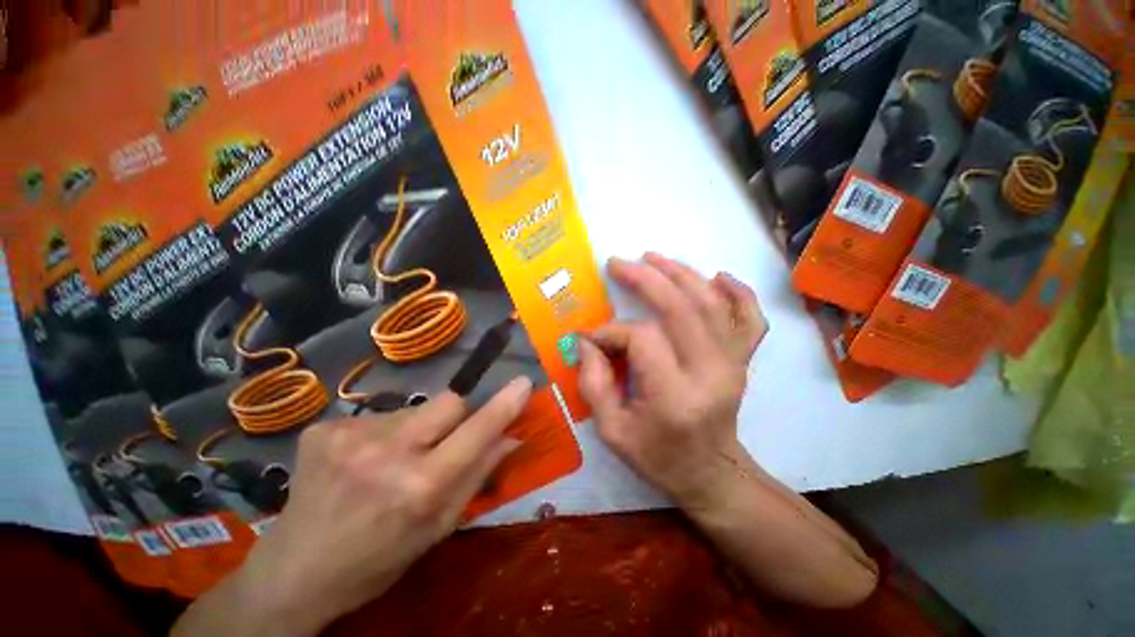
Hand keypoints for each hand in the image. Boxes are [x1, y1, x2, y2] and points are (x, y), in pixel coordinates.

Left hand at [173, 379, 531, 636]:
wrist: (292, 573)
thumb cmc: (377, 560)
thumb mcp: (437, 529)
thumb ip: (478, 476)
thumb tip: (511, 437)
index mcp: (418, 487)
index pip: (476, 432)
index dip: (503, 406)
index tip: (523, 383)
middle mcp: (386, 453)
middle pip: (448, 401)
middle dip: (456, 416)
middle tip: (439, 443)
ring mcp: (349, 435)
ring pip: (414, 409)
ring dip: (415, 429)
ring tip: (390, 461)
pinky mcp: (325, 427)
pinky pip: (379, 415)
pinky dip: (383, 434)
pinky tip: (361, 462)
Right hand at [578, 253, 765, 508]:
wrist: (711, 474)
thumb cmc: (658, 457)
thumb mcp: (612, 431)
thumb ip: (594, 383)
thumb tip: (587, 341)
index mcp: (675, 396)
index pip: (642, 339)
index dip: (612, 331)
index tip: (593, 337)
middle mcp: (710, 373)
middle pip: (680, 309)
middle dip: (646, 280)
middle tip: (619, 263)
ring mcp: (734, 364)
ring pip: (711, 304)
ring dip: (681, 274)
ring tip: (653, 258)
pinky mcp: (743, 361)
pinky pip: (749, 319)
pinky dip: (738, 292)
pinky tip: (718, 277)